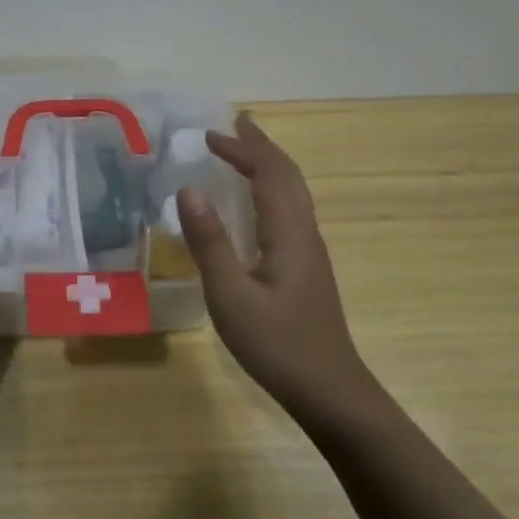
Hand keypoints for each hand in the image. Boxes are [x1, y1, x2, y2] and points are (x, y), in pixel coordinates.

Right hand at [175, 113, 376, 426]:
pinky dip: (271, 190)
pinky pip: (290, 211)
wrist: (330, 392)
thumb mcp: (230, 295)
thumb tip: (188, 188)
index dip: (242, 149)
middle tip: (234, 126)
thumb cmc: (277, 344)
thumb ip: (209, 241)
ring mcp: (310, 252)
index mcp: (289, 233)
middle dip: (260, 147)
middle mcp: (305, 233)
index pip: (269, 174)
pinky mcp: (307, 269)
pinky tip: (256, 205)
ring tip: (244, 153)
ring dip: (268, 166)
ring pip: (293, 193)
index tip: (210, 134)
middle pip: (288, 176)